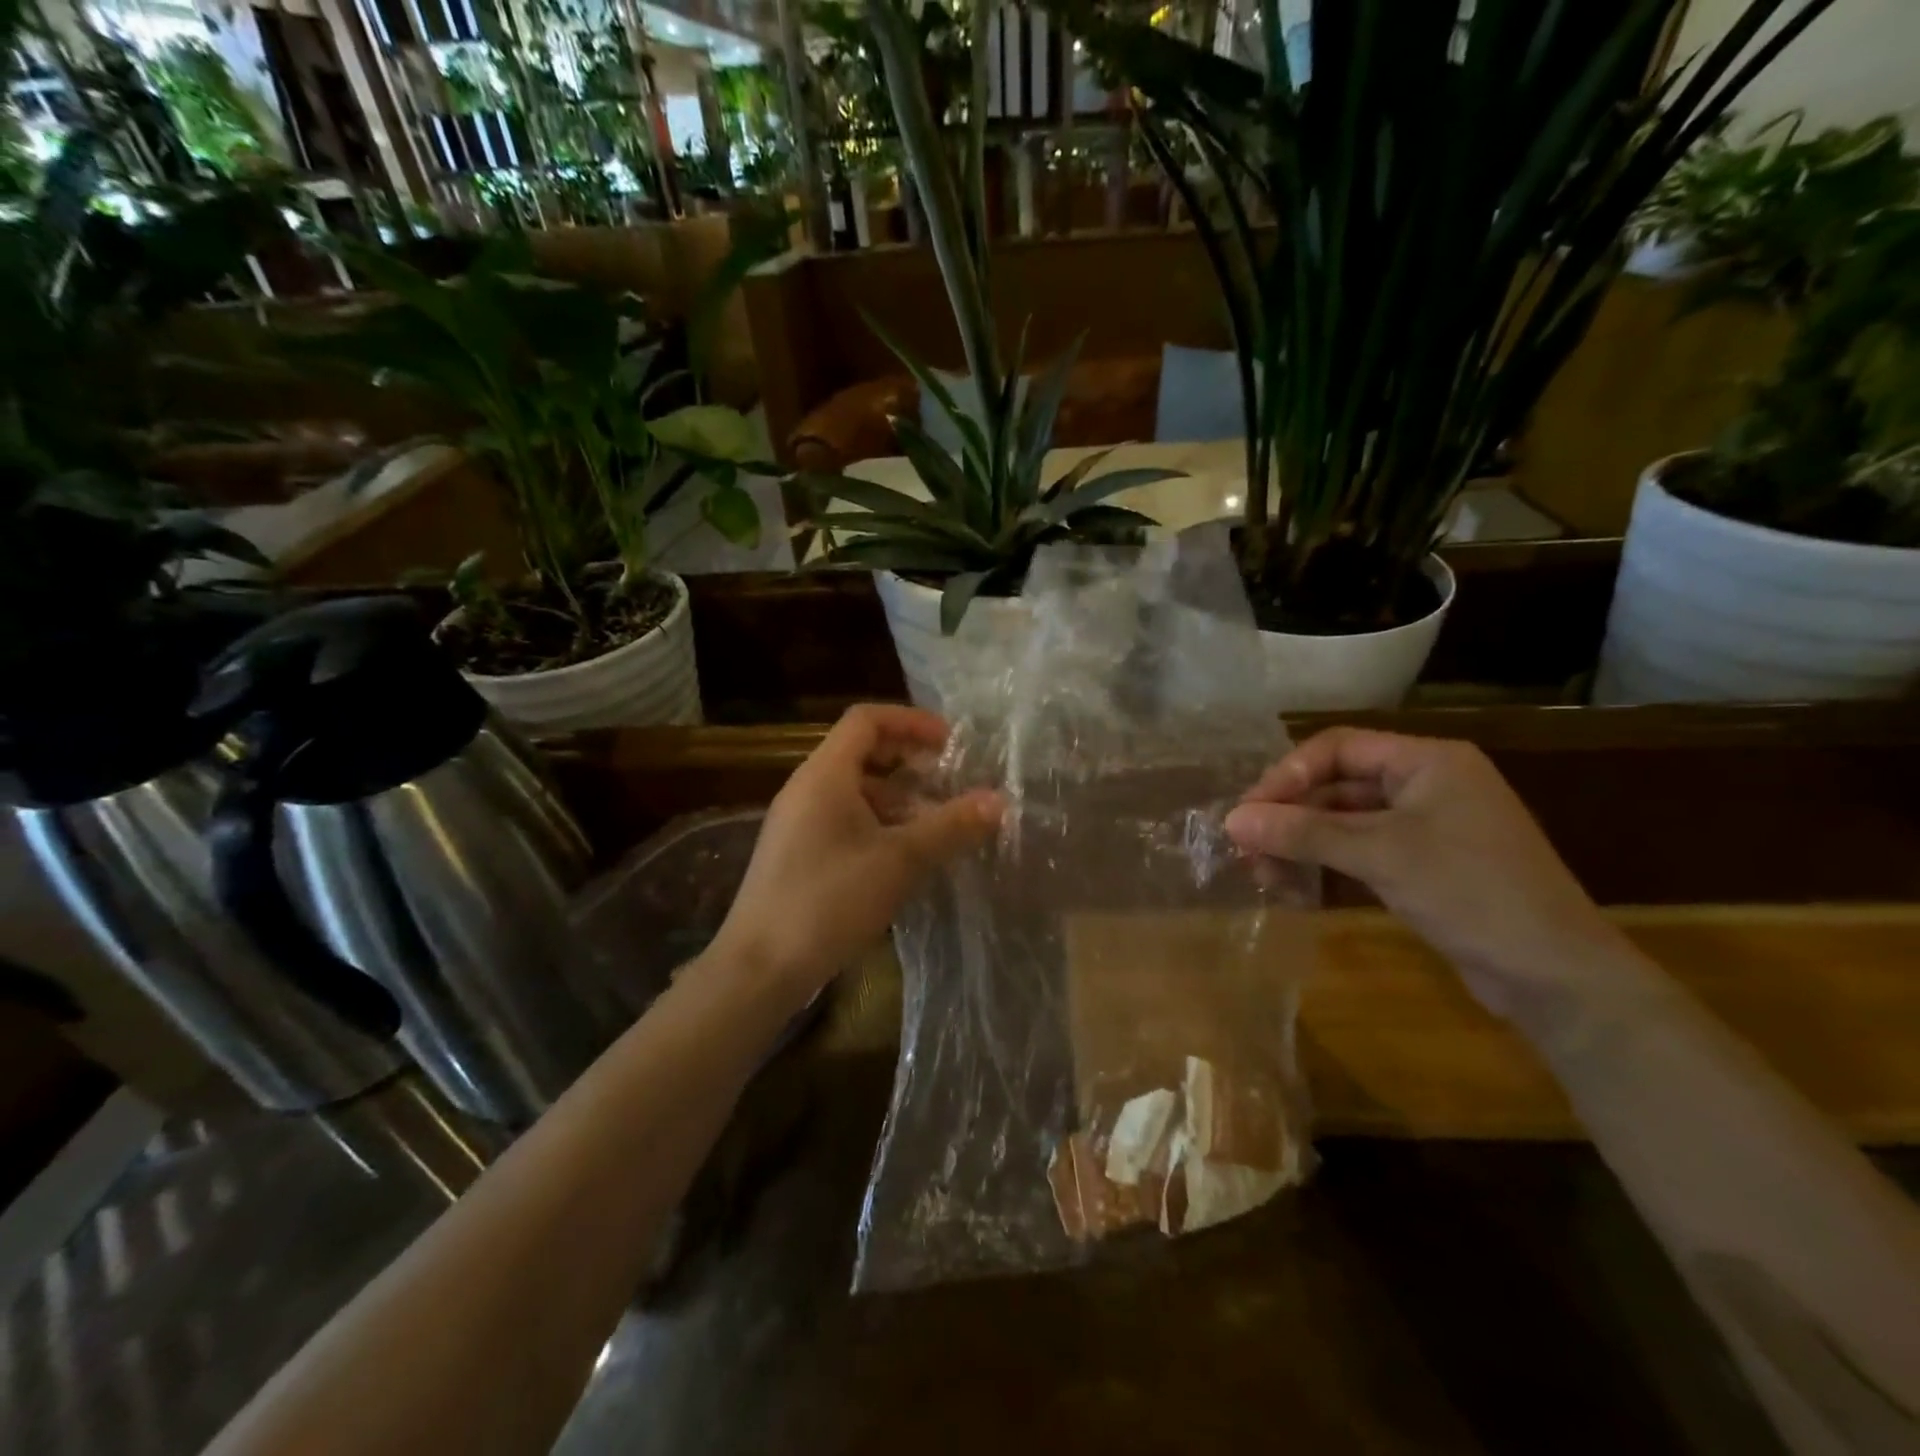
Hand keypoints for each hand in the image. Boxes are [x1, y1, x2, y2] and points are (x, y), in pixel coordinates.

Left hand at [709, 704, 1002, 1007]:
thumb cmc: (828, 902)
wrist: (759, 969)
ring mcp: (798, 823)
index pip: (866, 720)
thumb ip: (950, 827)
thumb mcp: (899, 861)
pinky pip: (844, 820)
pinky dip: (879, 824)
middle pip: (862, 752)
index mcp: (824, 775)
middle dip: (909, 762)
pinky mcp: (798, 854)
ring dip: (898, 798)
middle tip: (950, 781)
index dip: (911, 722)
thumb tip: (998, 800)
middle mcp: (806, 789)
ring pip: (855, 791)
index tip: (951, 744)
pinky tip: (905, 857)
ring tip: (938, 824)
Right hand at [1224, 729, 1630, 1019]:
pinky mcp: (1423, 865)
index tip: (1249, 811)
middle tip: (1246, 848)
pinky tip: (1295, 887)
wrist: (1555, 976)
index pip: (1338, 747)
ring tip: (1264, 875)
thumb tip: (1232, 820)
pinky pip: (1360, 851)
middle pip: (1336, 784)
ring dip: (1302, 844)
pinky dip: (1326, 864)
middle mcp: (1426, 784)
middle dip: (1290, 816)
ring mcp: (1426, 827)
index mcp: (1427, 761)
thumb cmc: (1472, 893)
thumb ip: (1303, 832)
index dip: (1287, 774)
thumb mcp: (1381, 855)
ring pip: (1344, 821)